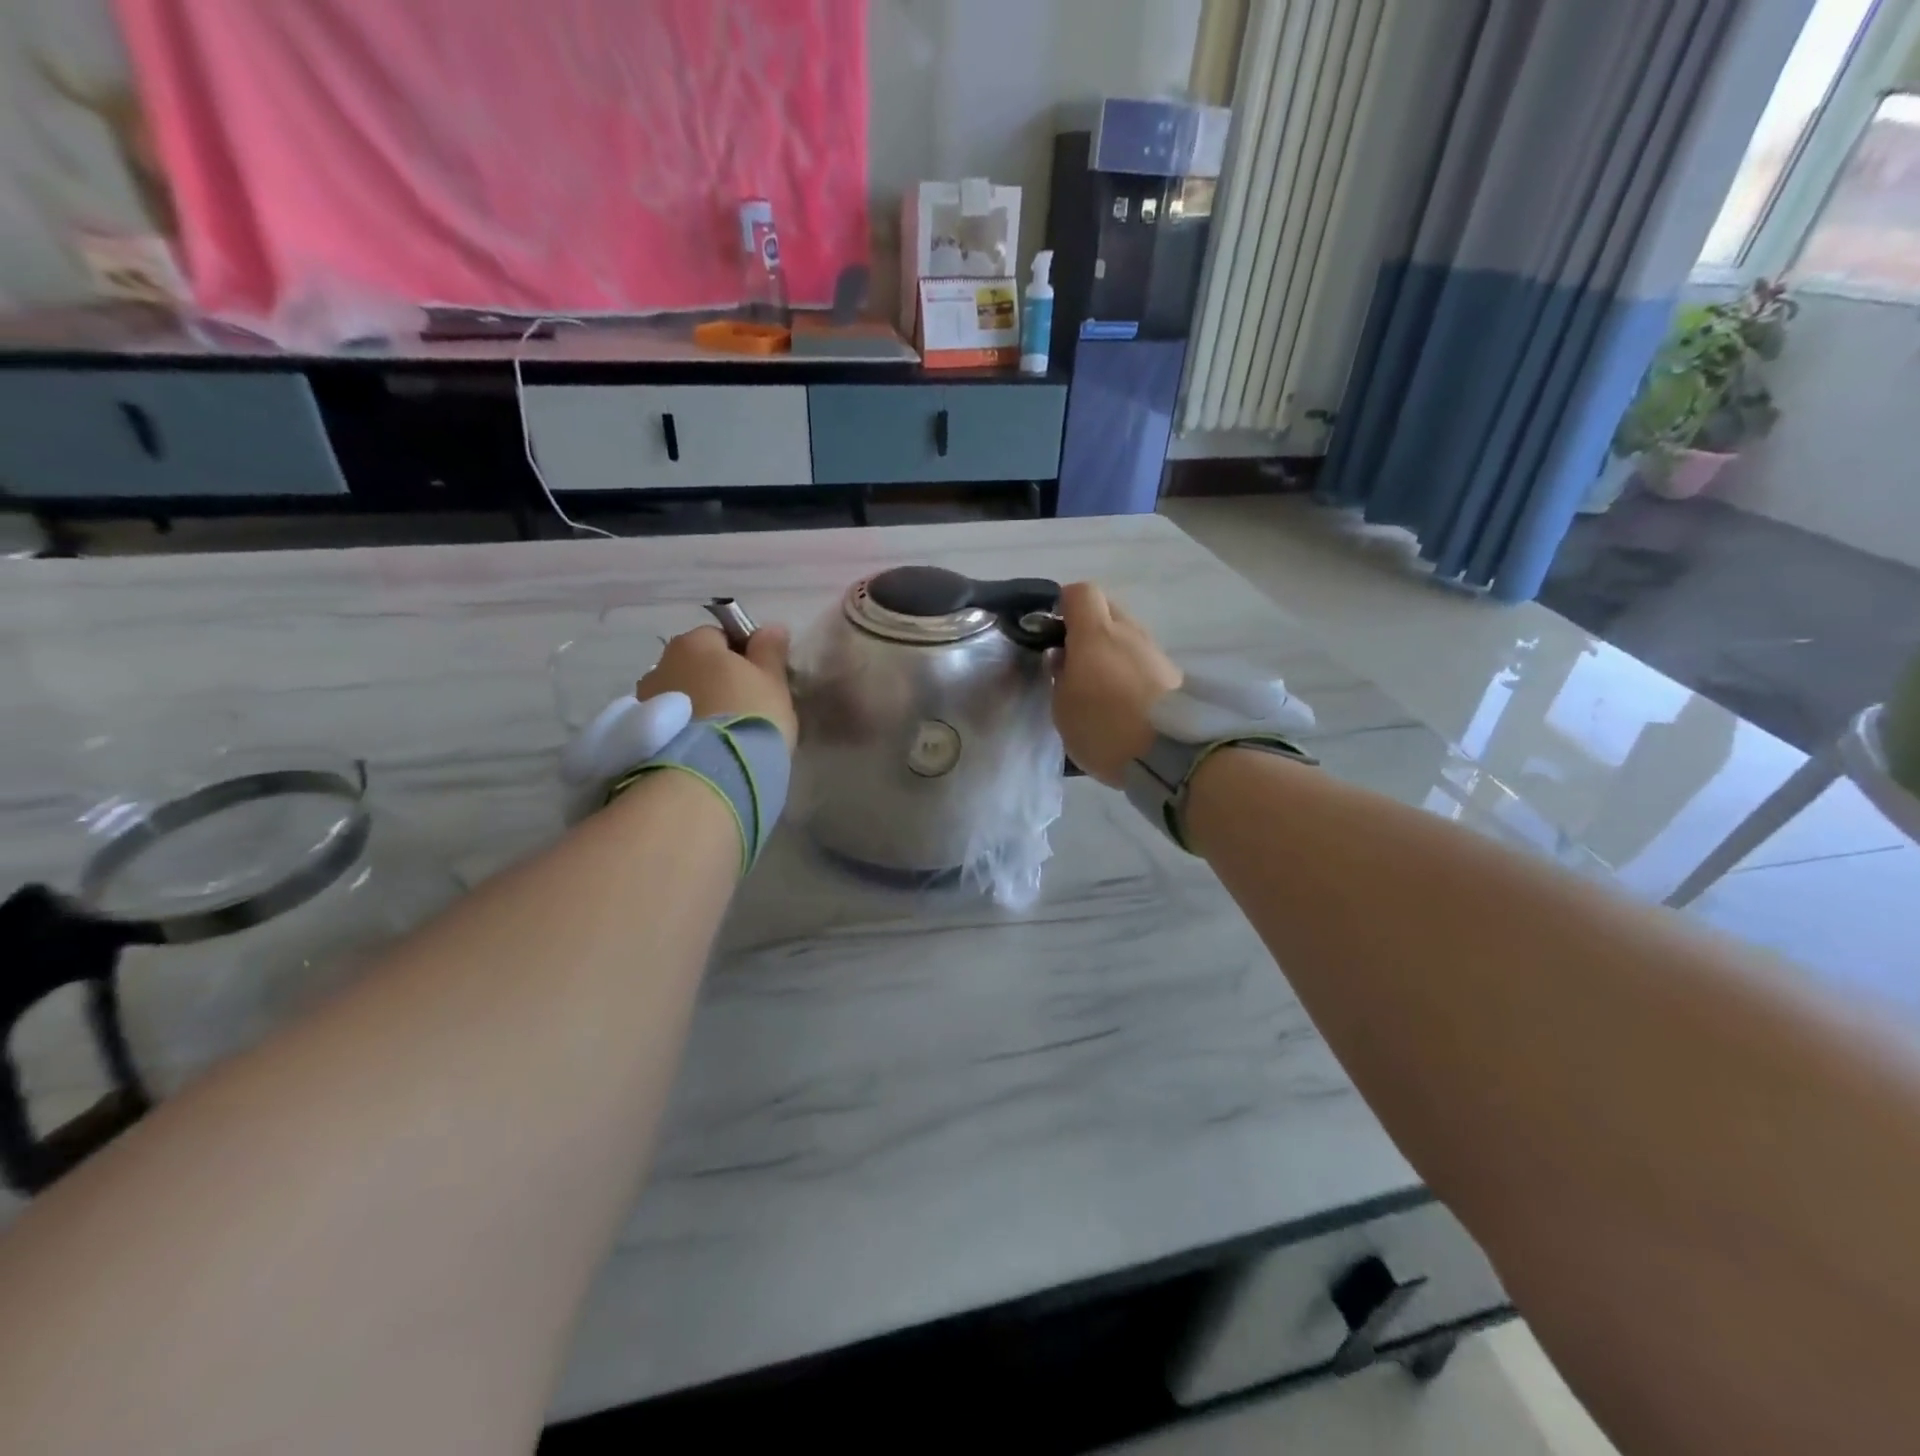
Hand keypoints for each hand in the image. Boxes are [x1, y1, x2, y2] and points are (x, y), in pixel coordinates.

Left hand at [637, 624, 796, 746]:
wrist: (710, 774)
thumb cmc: (749, 716)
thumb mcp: (773, 682)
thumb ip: (770, 651)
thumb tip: (771, 627)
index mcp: (695, 643)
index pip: (720, 636)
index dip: (741, 655)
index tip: (758, 680)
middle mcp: (662, 663)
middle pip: (695, 664)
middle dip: (714, 679)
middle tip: (742, 707)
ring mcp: (645, 699)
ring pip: (680, 693)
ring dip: (696, 704)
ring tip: (721, 733)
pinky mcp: (640, 733)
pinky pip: (670, 721)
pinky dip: (684, 728)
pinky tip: (704, 748)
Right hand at [1051, 582, 1180, 786]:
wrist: (1171, 756)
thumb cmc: (1103, 728)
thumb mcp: (1062, 708)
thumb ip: (1059, 676)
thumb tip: (1061, 656)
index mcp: (1095, 633)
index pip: (1080, 592)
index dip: (1064, 606)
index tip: (1053, 631)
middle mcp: (1129, 631)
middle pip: (1107, 609)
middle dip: (1088, 627)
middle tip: (1074, 660)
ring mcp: (1155, 651)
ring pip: (1127, 635)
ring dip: (1111, 650)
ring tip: (1100, 686)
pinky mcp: (1174, 674)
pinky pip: (1143, 659)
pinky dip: (1131, 670)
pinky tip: (1124, 701)